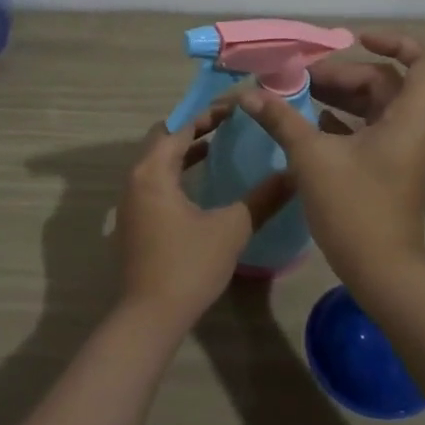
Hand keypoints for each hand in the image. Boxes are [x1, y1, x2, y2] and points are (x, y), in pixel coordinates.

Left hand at [115, 104, 294, 329]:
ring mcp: (131, 202)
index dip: (207, 114)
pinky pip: (155, 182)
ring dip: (185, 151)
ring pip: (157, 162)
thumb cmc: (188, 266)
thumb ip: (262, 198)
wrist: (149, 317)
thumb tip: (294, 174)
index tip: (237, 108)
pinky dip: (177, 173)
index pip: (179, 128)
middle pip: (163, 139)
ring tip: (221, 146)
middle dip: (194, 128)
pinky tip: (204, 184)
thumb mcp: (231, 229)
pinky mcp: (135, 221)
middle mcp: (135, 180)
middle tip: (229, 124)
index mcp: (152, 172)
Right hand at [237, 32, 424, 291]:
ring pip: (377, 106)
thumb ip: (281, 119)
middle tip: (300, 79)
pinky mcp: (392, 168)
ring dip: (341, 97)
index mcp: (410, 116)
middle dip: (344, 74)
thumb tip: (249, 94)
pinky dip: (345, 120)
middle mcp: (415, 126)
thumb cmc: (353, 208)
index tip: (355, 40)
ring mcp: (405, 149)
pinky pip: (372, 129)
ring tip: (298, 95)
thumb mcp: (311, 158)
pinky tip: (310, 122)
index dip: (395, 41)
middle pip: (387, 81)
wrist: (381, 271)